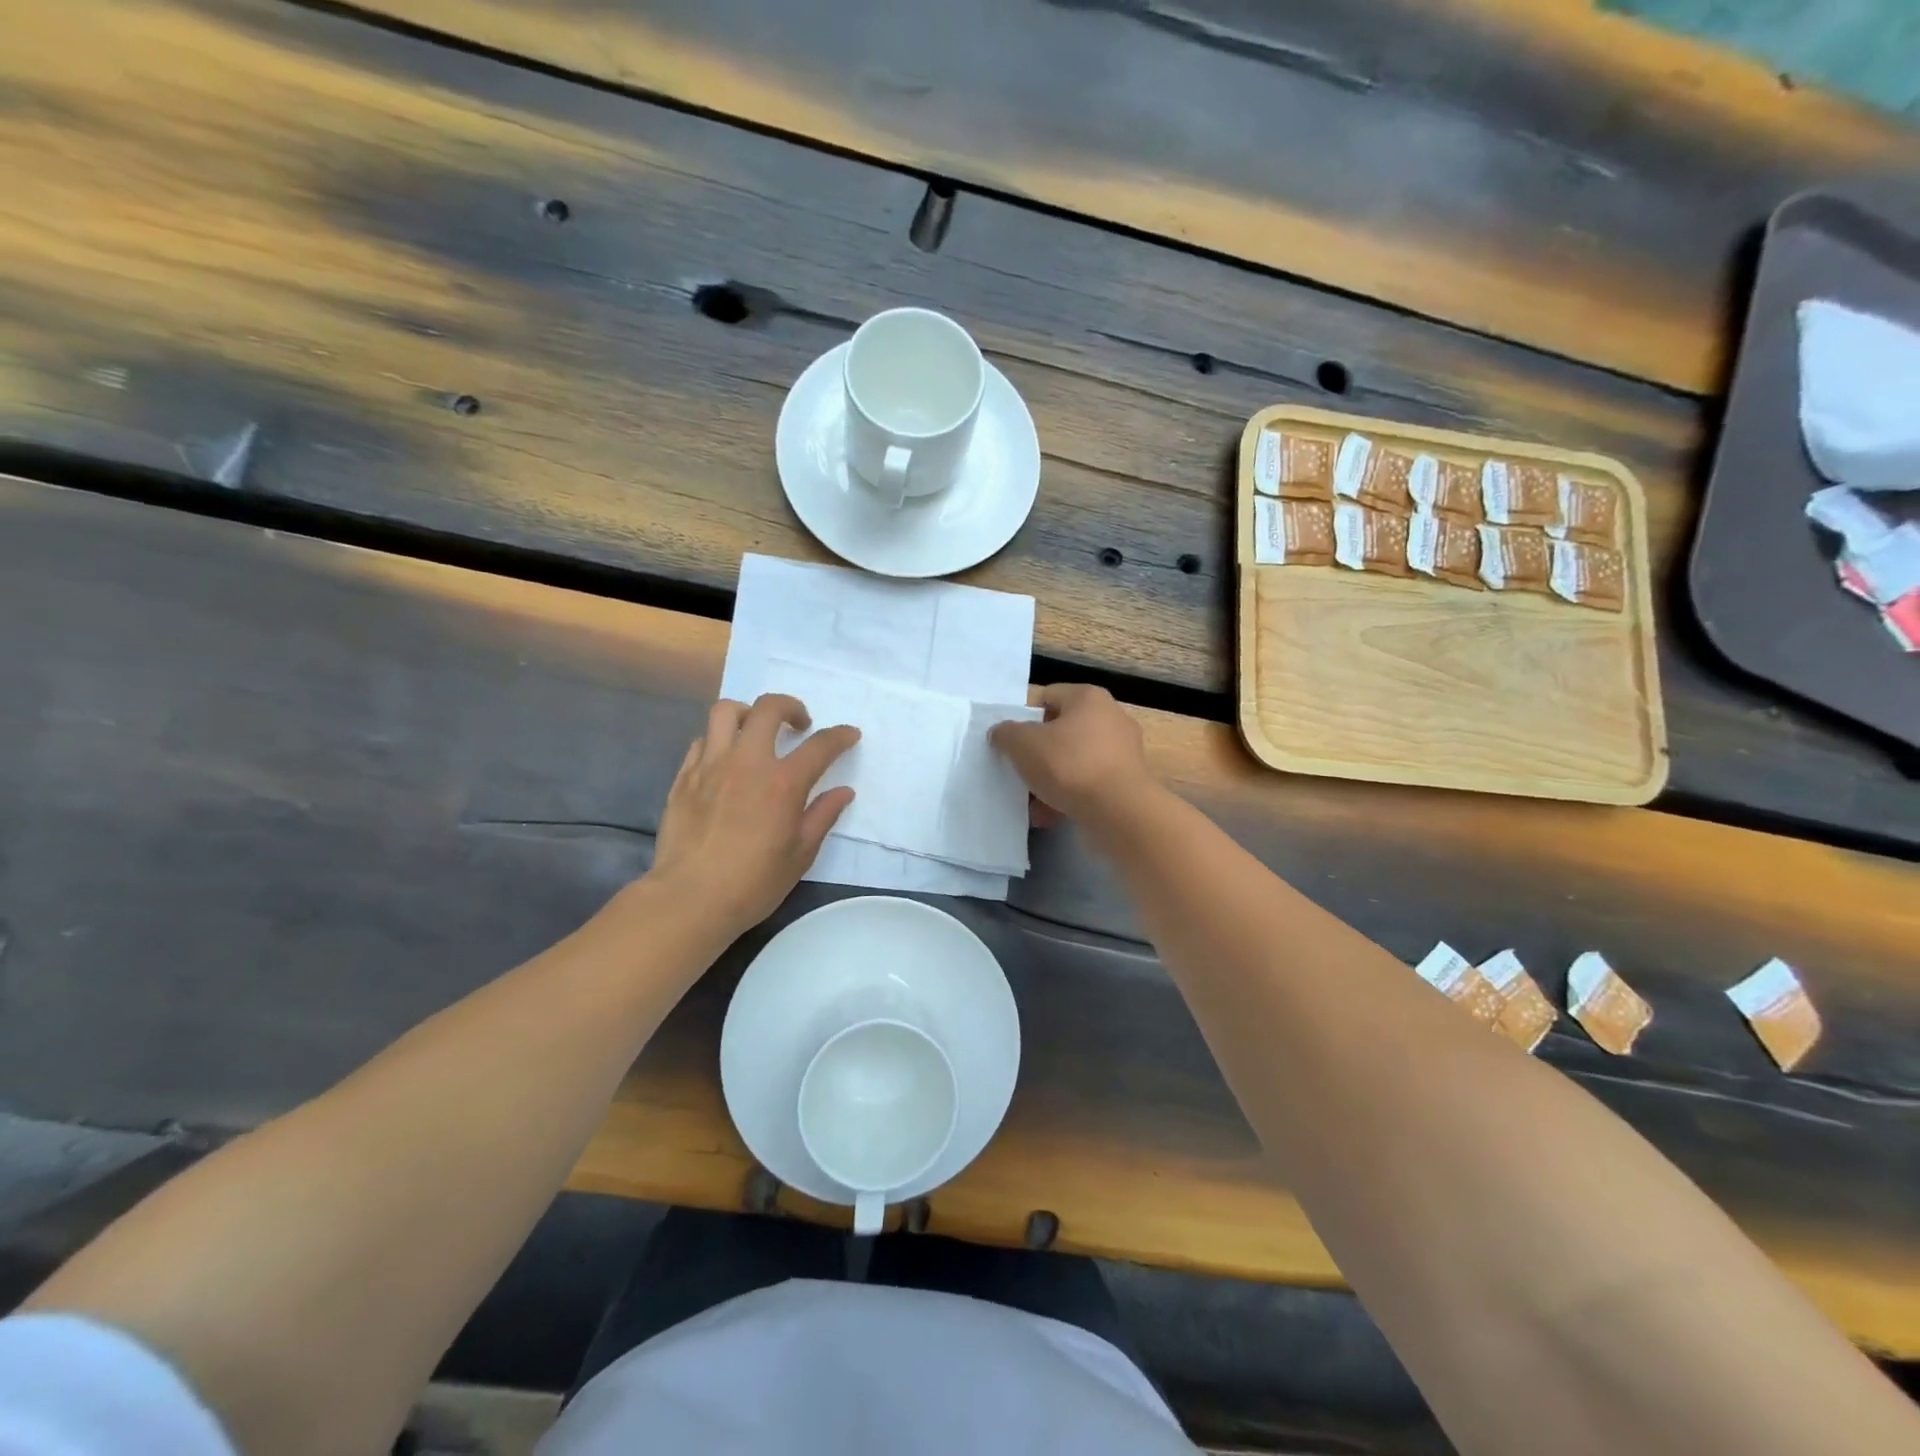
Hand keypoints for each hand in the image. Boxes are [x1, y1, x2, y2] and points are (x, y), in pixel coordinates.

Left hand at [649, 694, 859, 934]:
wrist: (690, 898)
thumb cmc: (753, 882)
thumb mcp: (800, 854)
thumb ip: (823, 816)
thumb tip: (843, 792)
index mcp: (782, 782)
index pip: (820, 745)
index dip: (841, 736)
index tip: (850, 735)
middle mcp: (747, 762)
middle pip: (768, 708)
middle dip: (791, 707)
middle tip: (799, 725)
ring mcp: (710, 766)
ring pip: (726, 712)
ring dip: (748, 714)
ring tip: (756, 731)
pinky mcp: (684, 777)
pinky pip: (702, 741)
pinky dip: (719, 741)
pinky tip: (725, 761)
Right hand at [989, 684, 1151, 825]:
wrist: (1119, 811)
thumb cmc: (1069, 765)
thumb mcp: (1023, 744)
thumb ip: (1006, 733)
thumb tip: (1002, 733)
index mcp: (1088, 698)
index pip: (1047, 696)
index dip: (1024, 717)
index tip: (1011, 742)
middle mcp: (1110, 717)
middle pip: (1061, 730)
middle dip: (1038, 753)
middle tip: (1019, 770)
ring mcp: (1122, 751)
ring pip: (1074, 760)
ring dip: (1050, 779)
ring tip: (1031, 801)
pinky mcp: (1127, 781)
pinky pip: (1088, 783)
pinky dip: (1069, 796)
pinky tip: (1049, 815)